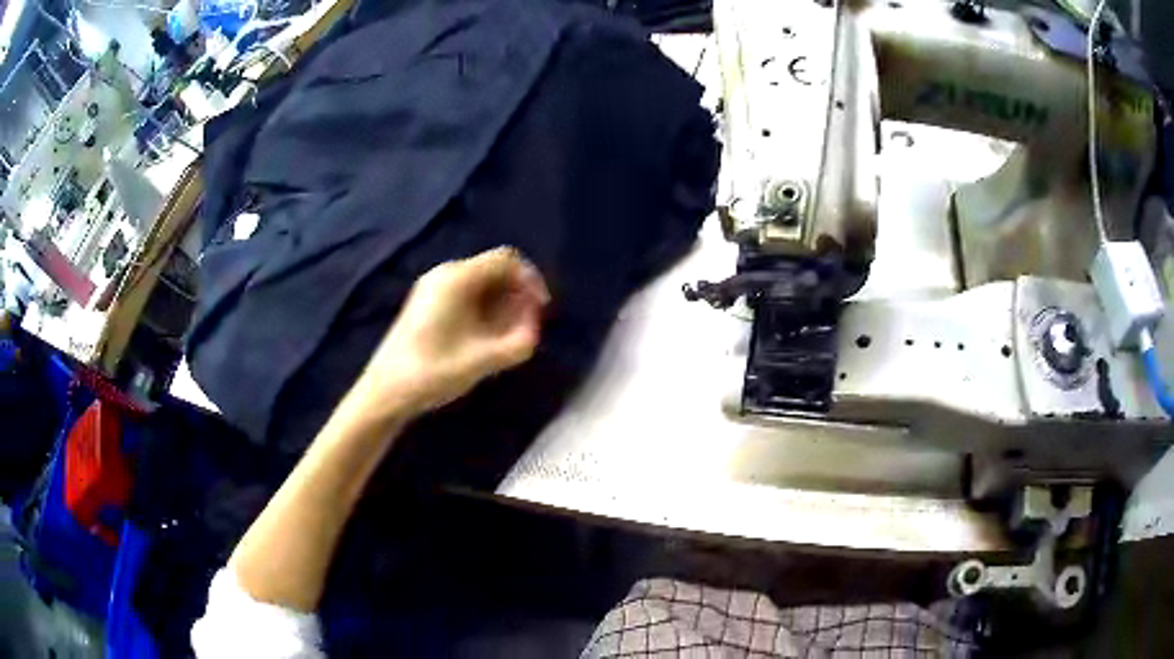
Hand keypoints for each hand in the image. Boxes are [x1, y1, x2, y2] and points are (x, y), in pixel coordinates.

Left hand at [355, 247, 549, 421]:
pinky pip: (466, 293)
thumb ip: (519, 342)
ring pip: (481, 283)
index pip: (507, 259)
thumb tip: (534, 327)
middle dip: (517, 293)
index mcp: (457, 279)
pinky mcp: (427, 302)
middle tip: (527, 326)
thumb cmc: (433, 372)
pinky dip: (484, 308)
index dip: (531, 279)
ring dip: (501, 303)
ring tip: (508, 336)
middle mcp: (445, 274)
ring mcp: (433, 287)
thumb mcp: (483, 360)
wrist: (385, 391)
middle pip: (494, 269)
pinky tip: (485, 337)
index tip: (541, 309)